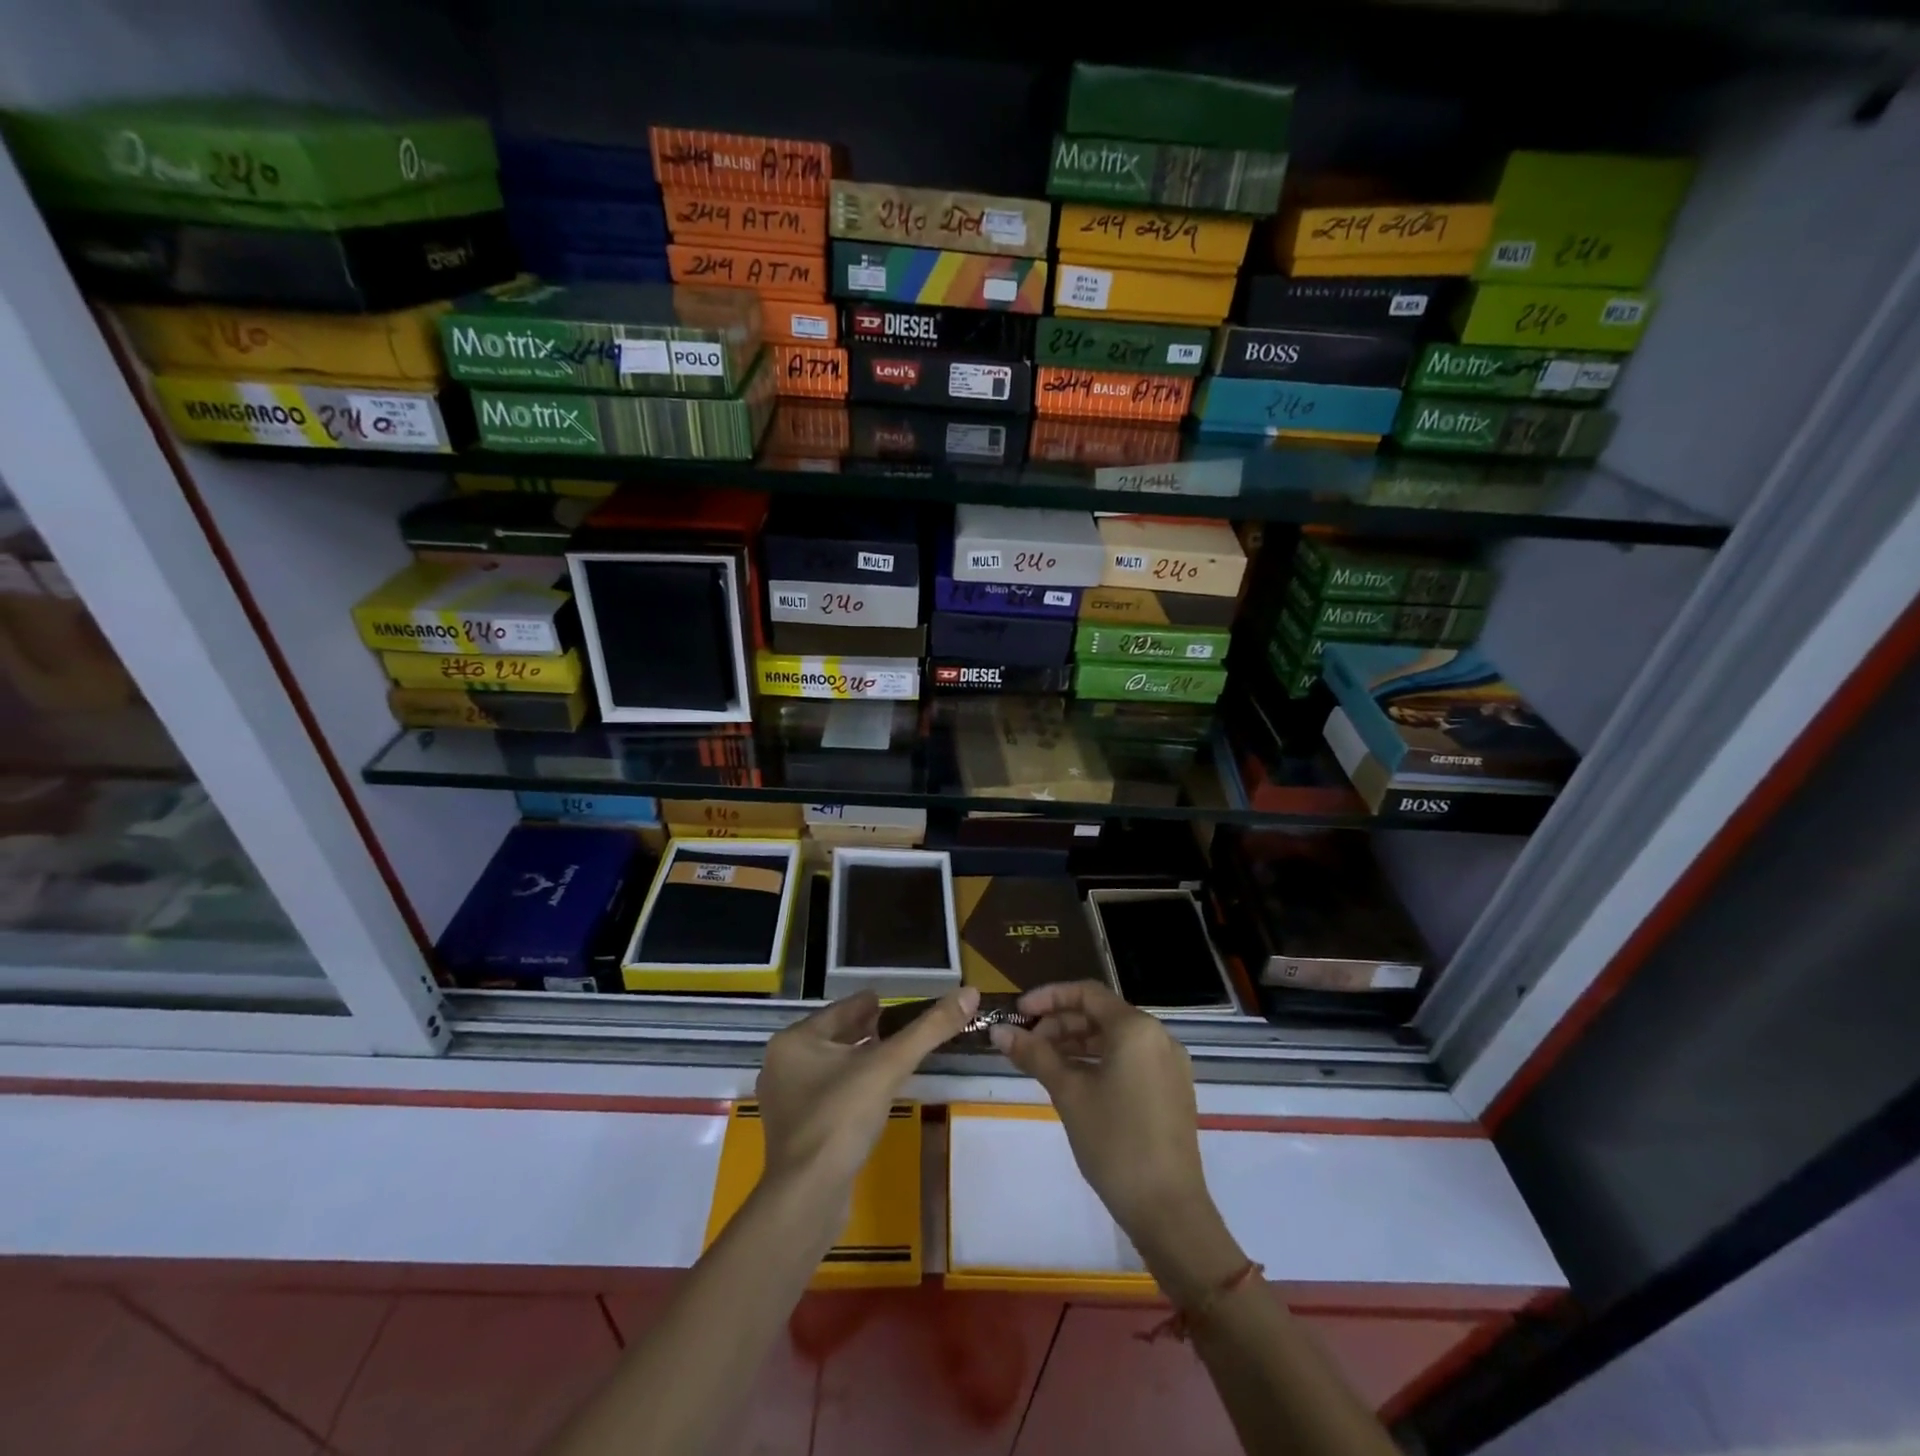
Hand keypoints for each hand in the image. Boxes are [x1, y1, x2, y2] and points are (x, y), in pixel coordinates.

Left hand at [757, 987, 978, 1193]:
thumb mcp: (889, 1066)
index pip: (840, 1010)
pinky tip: (874, 1094)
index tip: (894, 1002)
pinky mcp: (795, 1132)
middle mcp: (782, 1065)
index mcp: (795, 1041)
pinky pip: (828, 1094)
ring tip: (892, 1056)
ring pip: (830, 1067)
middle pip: (834, 1037)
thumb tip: (969, 993)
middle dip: (866, 1031)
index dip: (869, 1004)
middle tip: (899, 1026)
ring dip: (859, 1059)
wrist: (808, 1197)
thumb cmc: (841, 1118)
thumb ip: (929, 1029)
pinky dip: (851, 1086)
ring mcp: (785, 1101)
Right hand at [991, 981, 1243, 1304]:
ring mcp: (1169, 1064)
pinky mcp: (1172, 1089)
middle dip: (1060, 1023)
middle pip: (1101, 1014)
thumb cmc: (1114, 1142)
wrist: (1168, 1210)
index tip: (1018, 1012)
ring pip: (1115, 1038)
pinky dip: (1099, 1061)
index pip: (1086, 993)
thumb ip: (1034, 1055)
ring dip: (1077, 1043)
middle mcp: (1158, 1036)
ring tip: (1043, 1062)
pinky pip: (1130, 1059)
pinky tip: (1074, 1081)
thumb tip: (998, 1032)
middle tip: (1026, 1042)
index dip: (1048, 997)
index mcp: (1135, 1027)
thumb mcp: (1068, 1093)